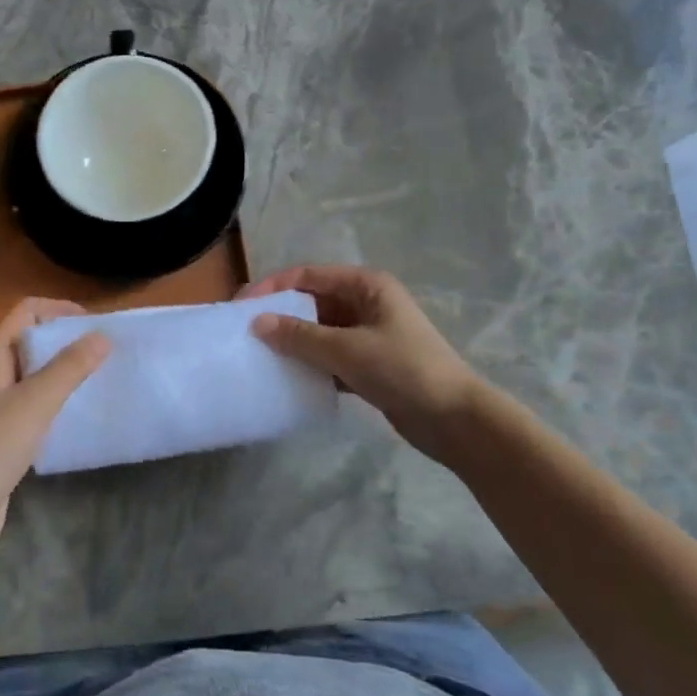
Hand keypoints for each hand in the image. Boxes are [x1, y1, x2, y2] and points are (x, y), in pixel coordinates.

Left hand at [0, 298, 109, 556]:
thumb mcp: (37, 400)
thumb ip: (71, 366)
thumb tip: (103, 335)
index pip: (27, 311)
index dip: (60, 309)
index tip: (95, 324)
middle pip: (32, 339)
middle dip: (67, 340)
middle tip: (104, 351)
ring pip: (35, 371)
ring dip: (64, 370)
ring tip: (98, 378)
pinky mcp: (2, 430)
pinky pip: (34, 399)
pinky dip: (56, 397)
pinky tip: (77, 411)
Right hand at [243, 265, 485, 466]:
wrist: (455, 420)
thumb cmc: (404, 370)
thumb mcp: (347, 349)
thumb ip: (300, 336)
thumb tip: (257, 323)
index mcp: (366, 285)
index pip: (308, 275)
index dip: (272, 287)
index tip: (241, 307)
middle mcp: (367, 302)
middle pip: (313, 301)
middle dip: (280, 315)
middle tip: (245, 333)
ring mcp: (370, 334)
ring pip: (320, 331)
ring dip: (294, 342)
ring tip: (260, 356)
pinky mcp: (371, 364)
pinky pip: (331, 356)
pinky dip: (311, 364)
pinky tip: (289, 378)